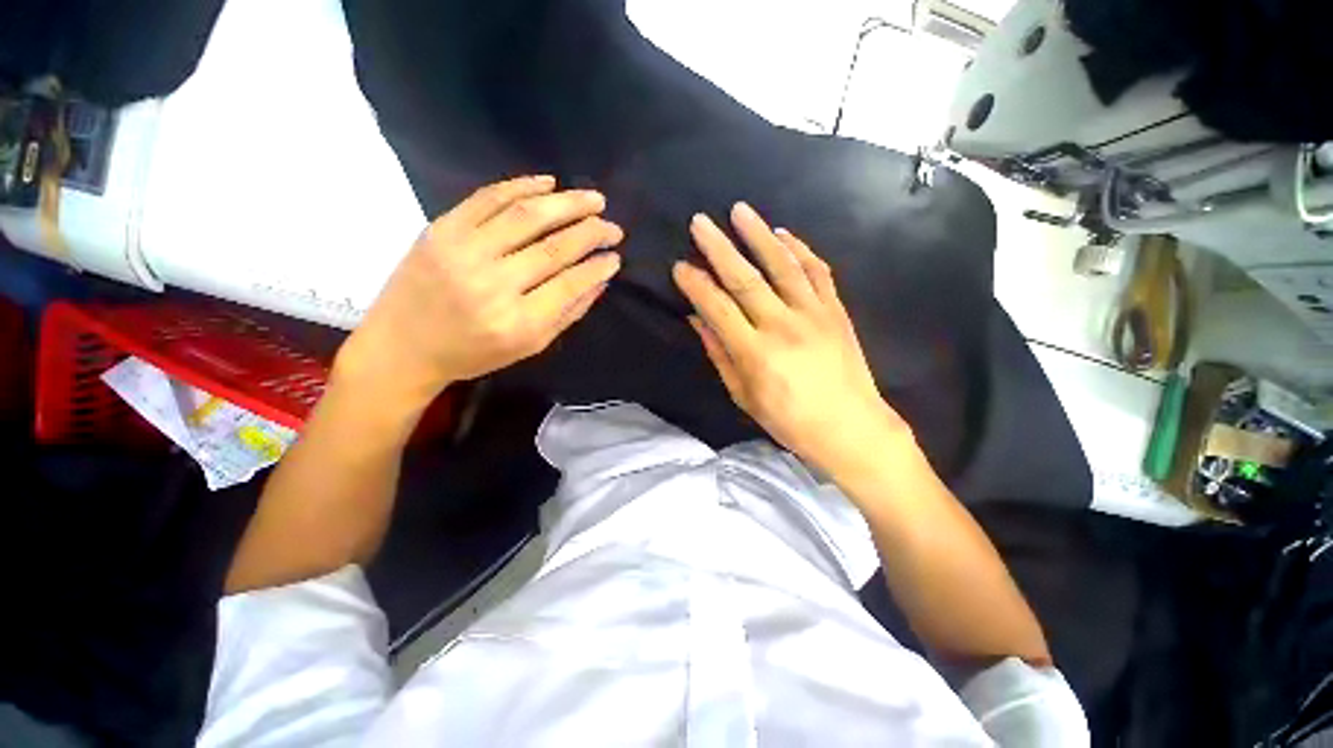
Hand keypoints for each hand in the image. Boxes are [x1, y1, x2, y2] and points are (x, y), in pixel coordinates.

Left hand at [336, 176, 622, 415]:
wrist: (403, 345)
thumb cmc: (474, 353)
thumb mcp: (530, 346)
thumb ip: (568, 314)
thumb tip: (600, 280)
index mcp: (517, 323)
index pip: (570, 284)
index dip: (597, 266)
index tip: (616, 256)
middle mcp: (492, 285)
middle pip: (553, 247)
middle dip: (591, 232)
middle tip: (613, 226)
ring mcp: (463, 252)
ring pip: (526, 216)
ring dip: (567, 203)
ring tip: (594, 199)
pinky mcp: (441, 229)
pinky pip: (488, 198)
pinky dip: (522, 186)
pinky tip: (549, 183)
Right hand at [673, 202, 910, 475]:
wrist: (851, 428)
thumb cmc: (790, 420)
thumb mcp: (744, 396)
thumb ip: (720, 355)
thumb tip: (698, 321)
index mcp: (756, 353)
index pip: (718, 308)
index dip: (696, 285)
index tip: (680, 266)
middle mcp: (783, 326)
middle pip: (745, 278)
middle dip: (719, 247)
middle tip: (700, 222)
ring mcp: (814, 314)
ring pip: (783, 265)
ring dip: (759, 235)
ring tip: (740, 210)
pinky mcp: (836, 310)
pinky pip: (818, 271)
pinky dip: (801, 249)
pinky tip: (785, 234)